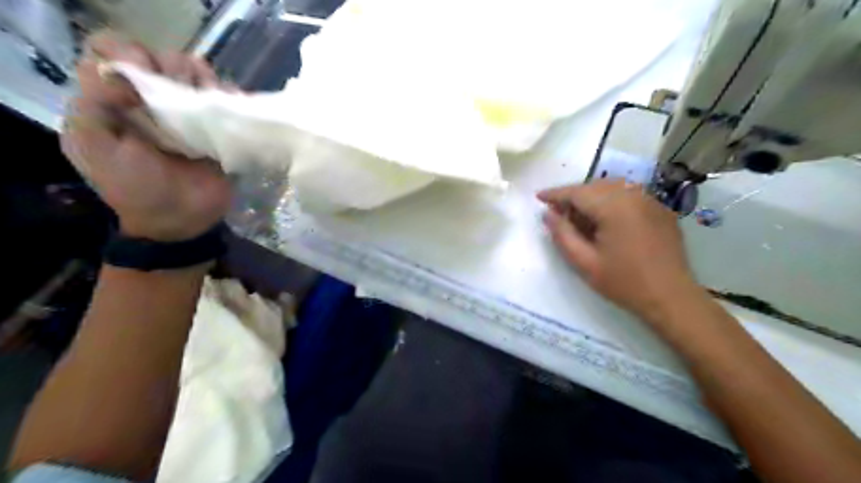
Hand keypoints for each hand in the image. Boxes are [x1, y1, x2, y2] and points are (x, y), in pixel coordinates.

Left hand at [58, 32, 232, 240]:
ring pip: (196, 74)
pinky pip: (224, 99)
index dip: (130, 54)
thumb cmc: (136, 188)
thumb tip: (125, 77)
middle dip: (174, 67)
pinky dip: (229, 95)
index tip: (147, 77)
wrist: (182, 220)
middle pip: (161, 58)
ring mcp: (186, 114)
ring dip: (204, 78)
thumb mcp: (97, 149)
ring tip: (208, 97)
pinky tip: (229, 103)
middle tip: (183, 91)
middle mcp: (150, 101)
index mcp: (113, 101)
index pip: (114, 52)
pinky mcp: (216, 128)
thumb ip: (94, 107)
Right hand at [540, 178, 701, 322]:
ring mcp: (651, 200)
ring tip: (580, 216)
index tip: (539, 197)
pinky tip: (607, 220)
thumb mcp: (584, 262)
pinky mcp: (661, 209)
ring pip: (612, 188)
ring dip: (592, 197)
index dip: (555, 194)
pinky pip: (629, 196)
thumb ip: (562, 234)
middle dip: (574, 196)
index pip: (577, 192)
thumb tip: (548, 214)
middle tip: (558, 213)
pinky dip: (612, 201)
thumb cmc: (624, 282)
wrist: (671, 297)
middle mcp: (634, 195)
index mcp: (614, 207)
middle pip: (595, 186)